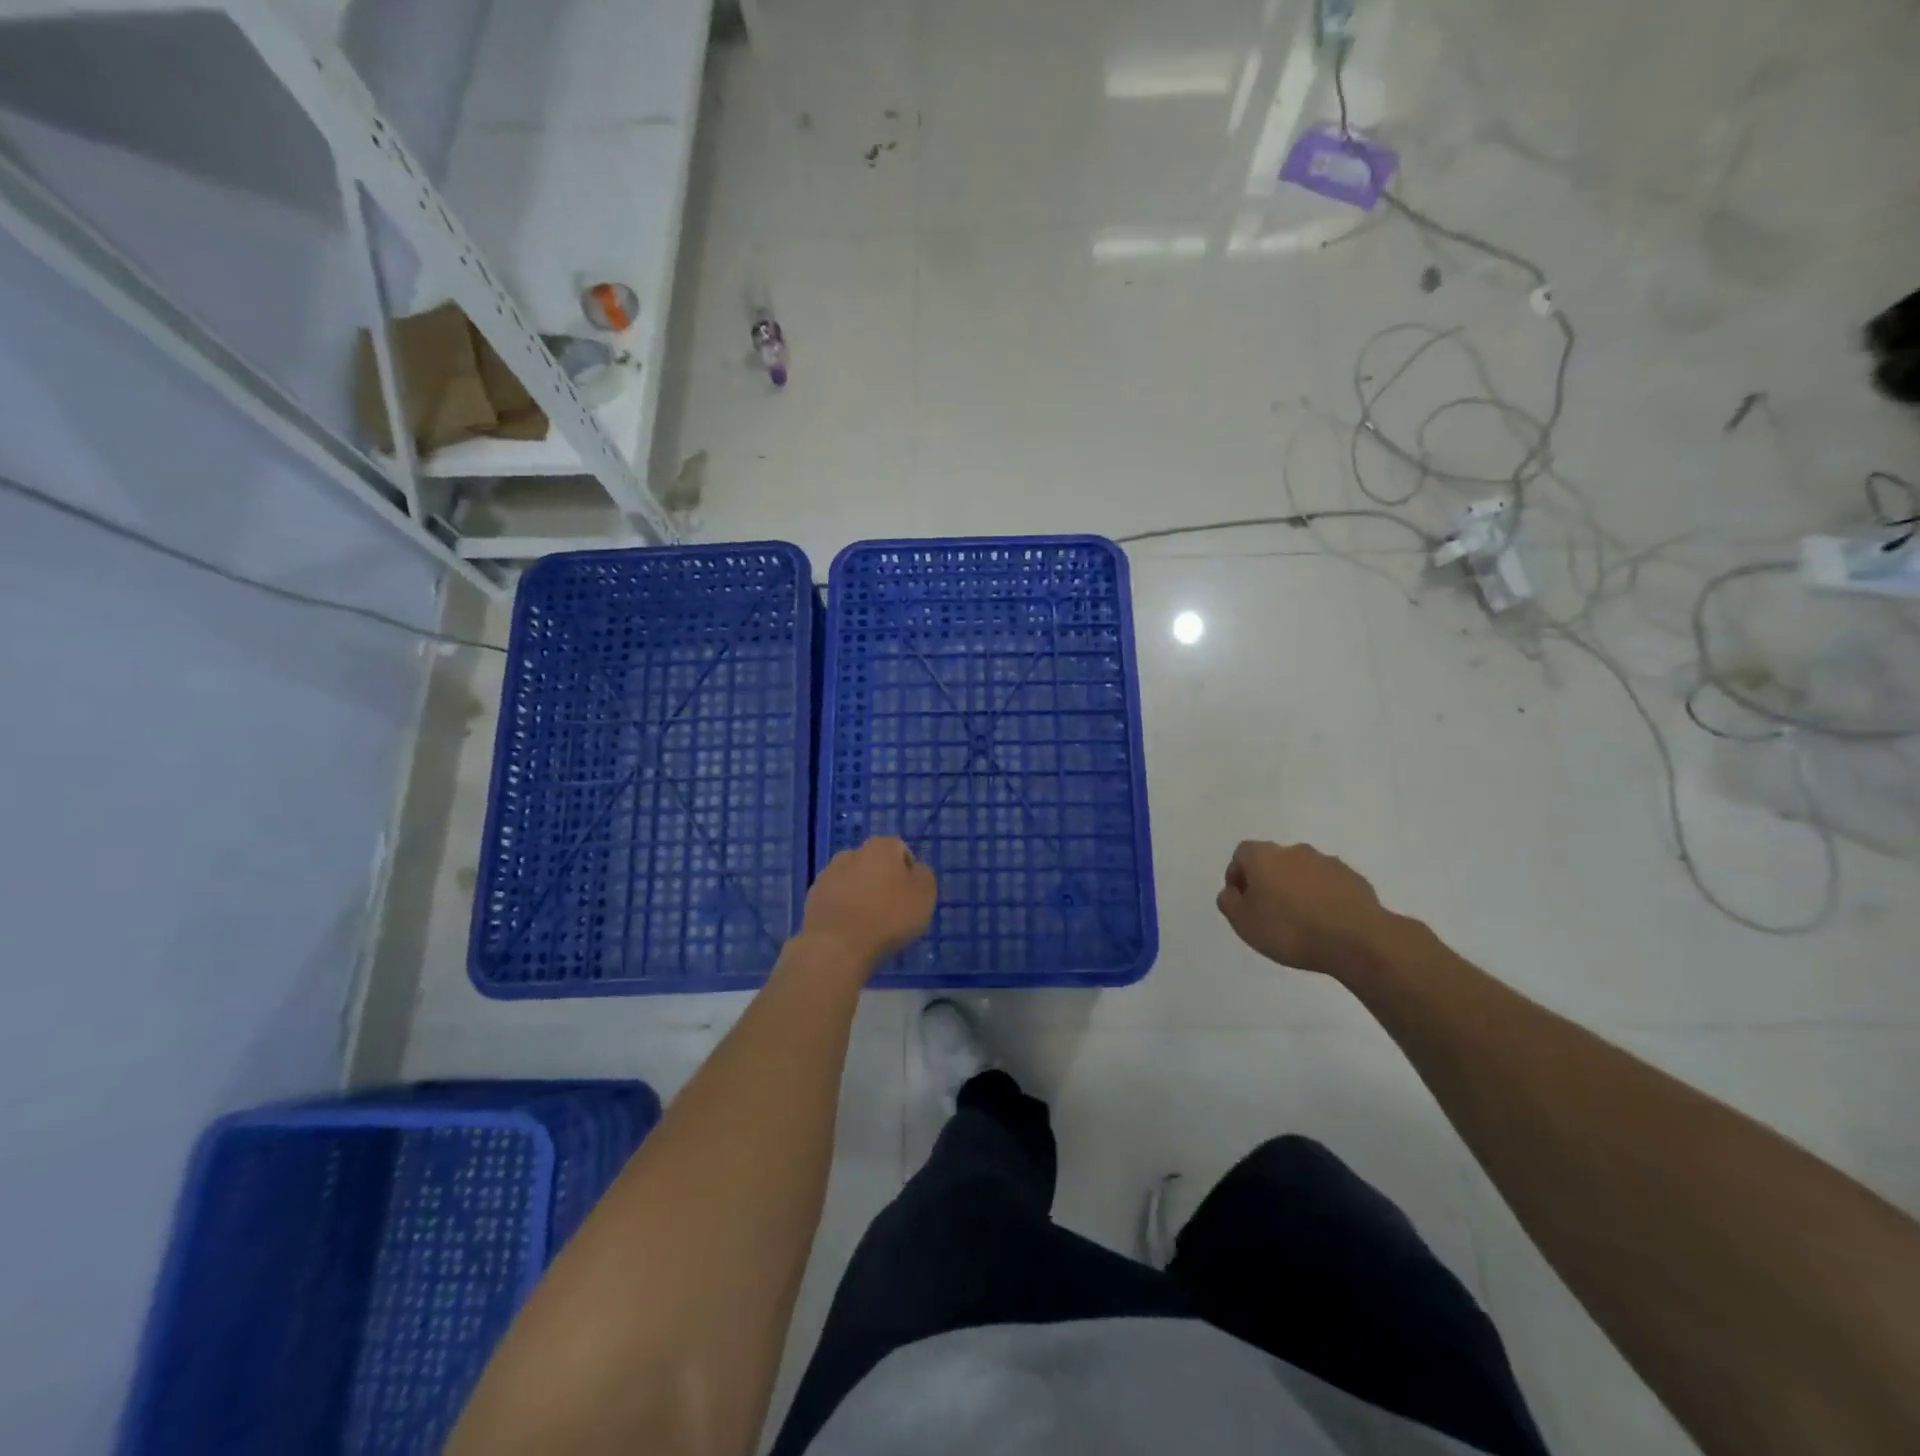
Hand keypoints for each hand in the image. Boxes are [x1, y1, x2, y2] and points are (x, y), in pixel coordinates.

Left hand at [802, 837, 937, 969]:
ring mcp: (828, 875)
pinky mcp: (813, 898)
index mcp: (880, 847)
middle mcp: (851, 853)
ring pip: (853, 881)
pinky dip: (844, 909)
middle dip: (882, 882)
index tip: (911, 897)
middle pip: (874, 865)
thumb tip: (915, 870)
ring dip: (861, 895)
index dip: (909, 873)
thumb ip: (924, 875)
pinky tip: (850, 930)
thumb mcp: (924, 894)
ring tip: (870, 924)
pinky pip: (836, 899)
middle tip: (892, 910)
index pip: (900, 850)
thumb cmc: (888, 916)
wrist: (837, 946)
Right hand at [1216, 840, 1391, 977]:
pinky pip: (1329, 884)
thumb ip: (1229, 902)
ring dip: (1297, 888)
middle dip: (1269, 881)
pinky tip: (1326, 922)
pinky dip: (1322, 897)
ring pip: (1303, 871)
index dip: (1237, 875)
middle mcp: (1294, 850)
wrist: (1357, 940)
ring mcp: (1327, 862)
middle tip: (1269, 911)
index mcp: (1264, 856)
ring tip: (1301, 920)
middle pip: (1273, 861)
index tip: (1242, 901)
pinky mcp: (1354, 878)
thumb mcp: (1244, 923)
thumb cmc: (1290, 929)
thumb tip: (1231, 891)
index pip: (1241, 854)